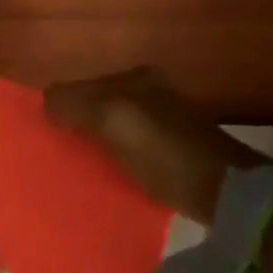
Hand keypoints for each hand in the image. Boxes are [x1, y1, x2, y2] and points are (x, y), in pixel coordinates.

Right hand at [44, 66, 265, 223]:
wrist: (226, 194)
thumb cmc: (166, 155)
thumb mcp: (114, 121)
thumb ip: (75, 104)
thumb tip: (46, 102)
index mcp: (134, 78)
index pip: (76, 86)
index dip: (57, 109)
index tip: (46, 138)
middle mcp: (148, 92)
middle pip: (92, 105)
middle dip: (73, 125)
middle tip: (57, 154)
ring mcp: (160, 120)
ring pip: (107, 126)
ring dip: (90, 143)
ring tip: (76, 167)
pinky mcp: (169, 149)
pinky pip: (124, 147)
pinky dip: (110, 157)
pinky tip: (105, 175)